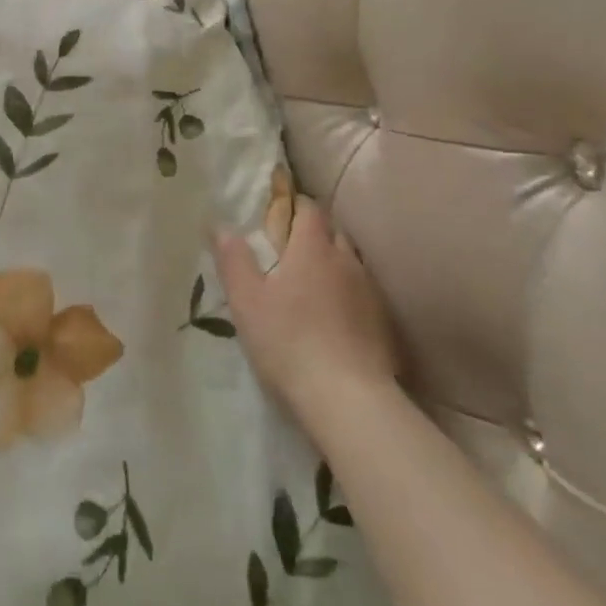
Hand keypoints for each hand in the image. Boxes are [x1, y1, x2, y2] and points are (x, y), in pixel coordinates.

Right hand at [214, 197, 400, 420]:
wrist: (350, 400)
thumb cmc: (289, 342)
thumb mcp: (247, 301)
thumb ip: (233, 260)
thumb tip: (220, 225)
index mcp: (312, 248)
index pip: (309, 208)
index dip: (294, 205)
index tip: (279, 214)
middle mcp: (346, 260)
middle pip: (333, 232)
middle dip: (314, 234)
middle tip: (290, 251)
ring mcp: (370, 292)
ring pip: (351, 263)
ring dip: (334, 265)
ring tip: (314, 285)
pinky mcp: (385, 323)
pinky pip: (364, 294)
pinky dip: (350, 296)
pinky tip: (337, 318)